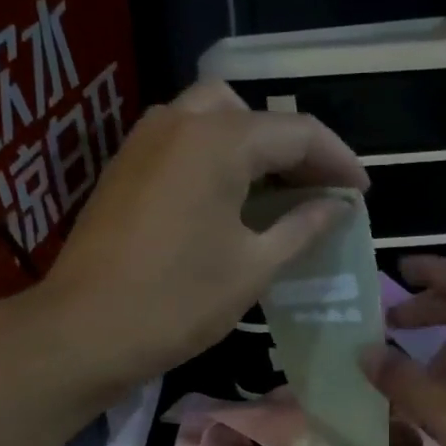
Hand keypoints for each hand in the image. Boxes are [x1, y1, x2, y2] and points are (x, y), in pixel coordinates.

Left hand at [0, 81, 366, 397]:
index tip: (361, 192)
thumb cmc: (178, 302)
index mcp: (218, 140)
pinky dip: (216, 158)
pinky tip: (230, 201)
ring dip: (251, 147)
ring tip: (277, 193)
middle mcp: (178, 122)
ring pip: (211, 120)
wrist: (84, 332)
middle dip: (290, 145)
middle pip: (251, 113)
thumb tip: (337, 207)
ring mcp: (143, 141)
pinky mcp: (124, 168)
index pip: (296, 132)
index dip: (338, 160)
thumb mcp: (253, 268)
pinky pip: (183, 143)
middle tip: (316, 187)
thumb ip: (301, 227)